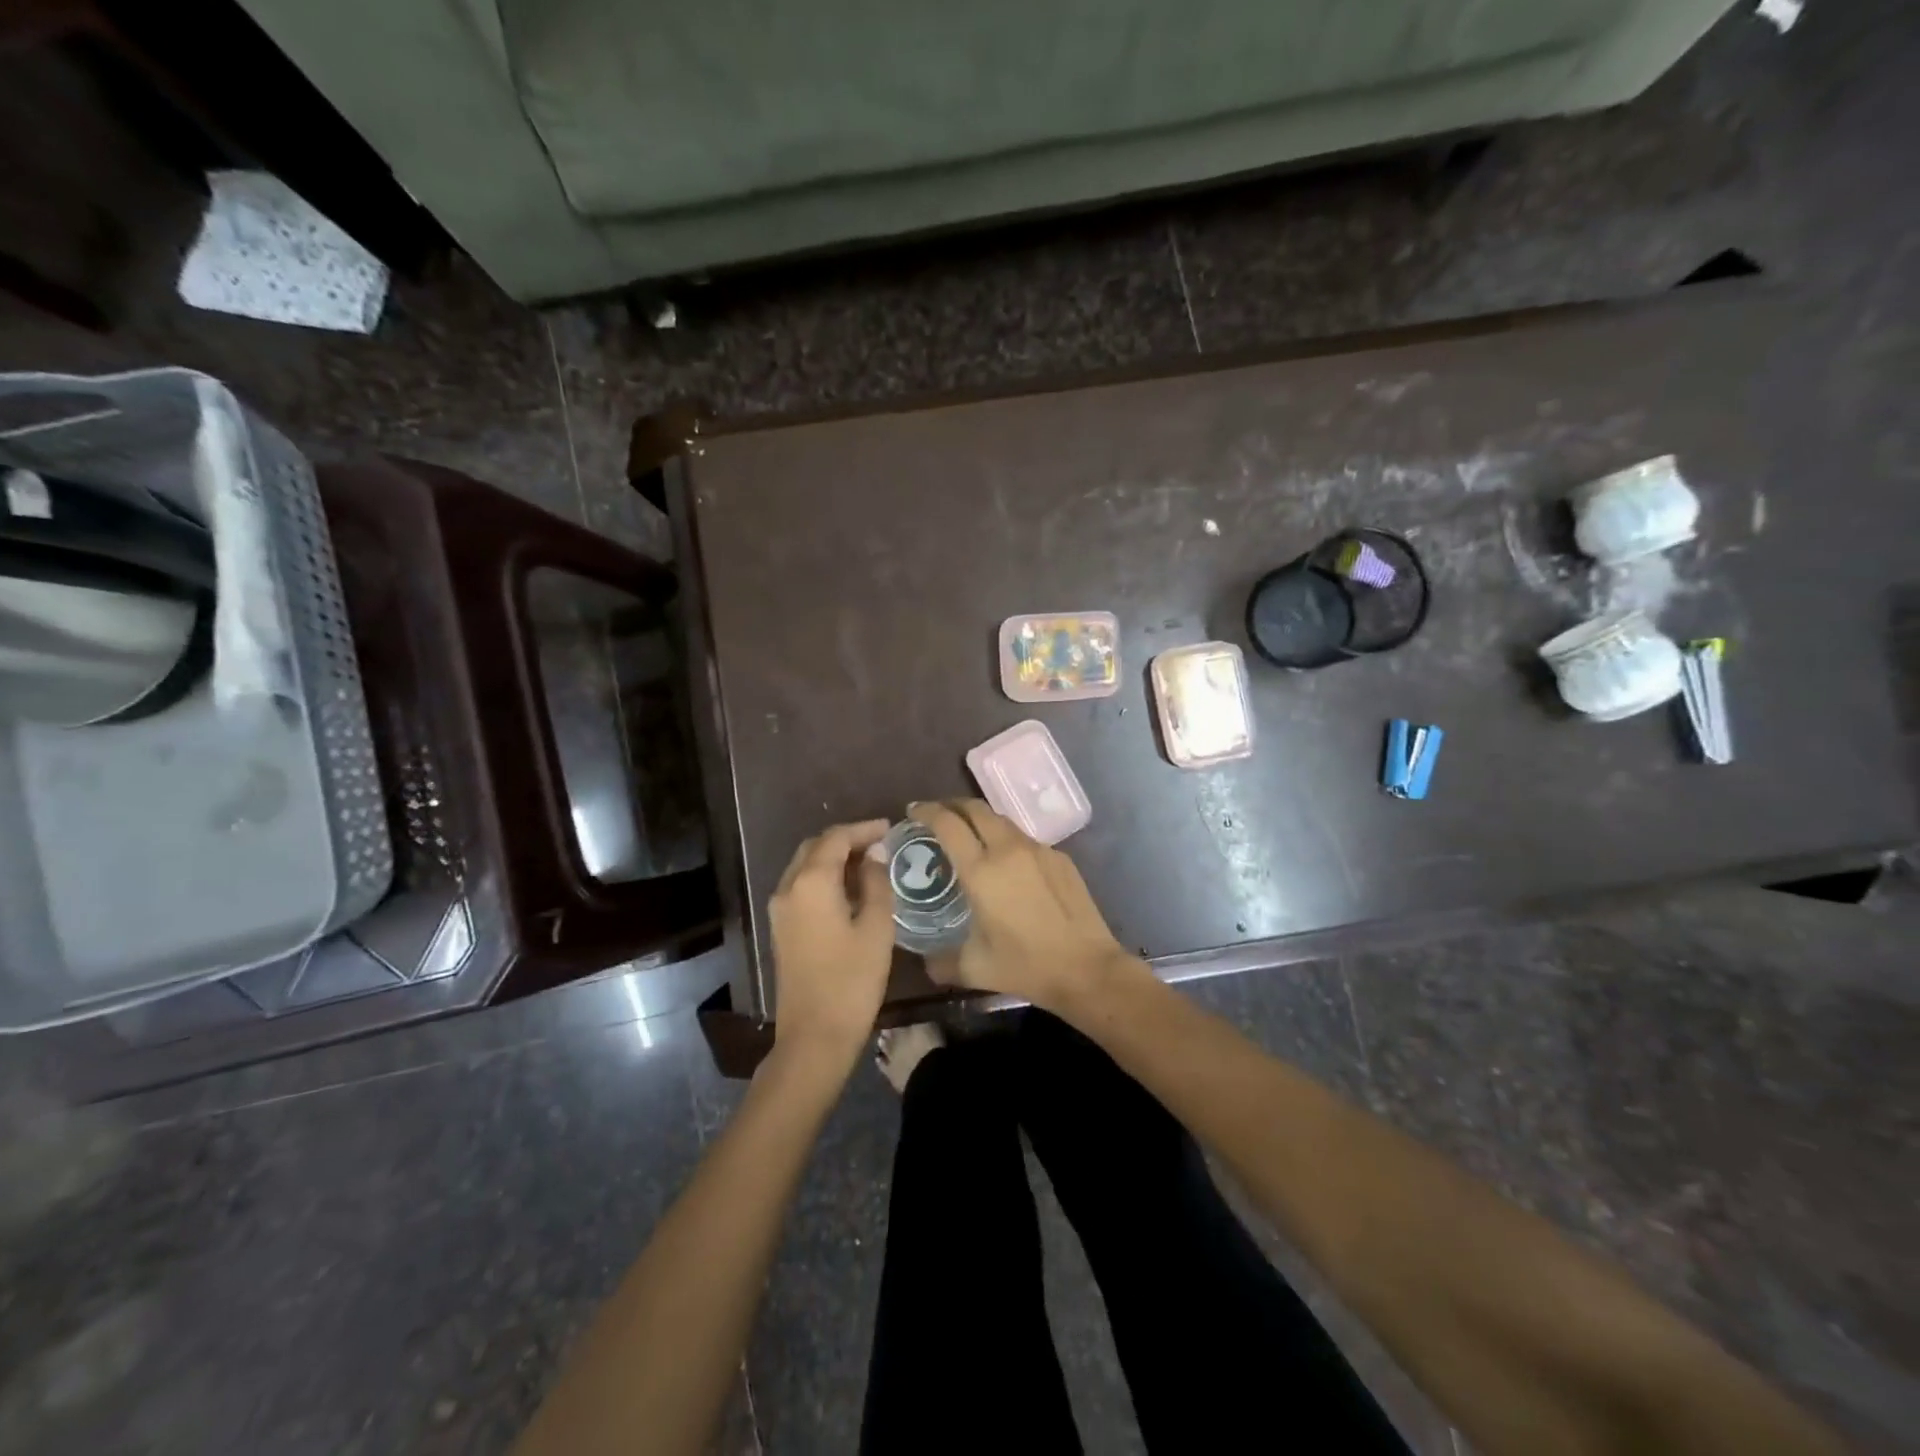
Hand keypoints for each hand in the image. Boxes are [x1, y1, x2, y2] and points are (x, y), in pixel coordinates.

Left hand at [768, 819, 894, 1066]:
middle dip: (847, 840)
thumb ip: (876, 882)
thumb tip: (875, 854)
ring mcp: (780, 909)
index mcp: (811, 882)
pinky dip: (824, 877)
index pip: (837, 838)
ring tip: (869, 863)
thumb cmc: (852, 981)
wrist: (814, 1036)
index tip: (891, 828)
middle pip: (816, 847)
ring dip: (834, 858)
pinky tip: (850, 889)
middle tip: (881, 843)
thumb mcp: (875, 927)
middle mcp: (788, 888)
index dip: (864, 829)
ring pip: (805, 866)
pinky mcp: (781, 928)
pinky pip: (801, 886)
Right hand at [909, 800, 1136, 1010]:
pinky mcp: (1060, 858)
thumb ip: (942, 961)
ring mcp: (1038, 850)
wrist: (1087, 968)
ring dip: (980, 820)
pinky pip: (1025, 839)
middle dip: (951, 805)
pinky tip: (1007, 864)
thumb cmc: (1026, 966)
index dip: (926, 812)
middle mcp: (1008, 849)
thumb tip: (925, 962)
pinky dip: (1006, 840)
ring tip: (969, 836)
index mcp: (981, 870)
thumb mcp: (974, 968)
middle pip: (975, 808)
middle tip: (937, 816)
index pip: (947, 823)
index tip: (913, 811)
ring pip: (1002, 820)